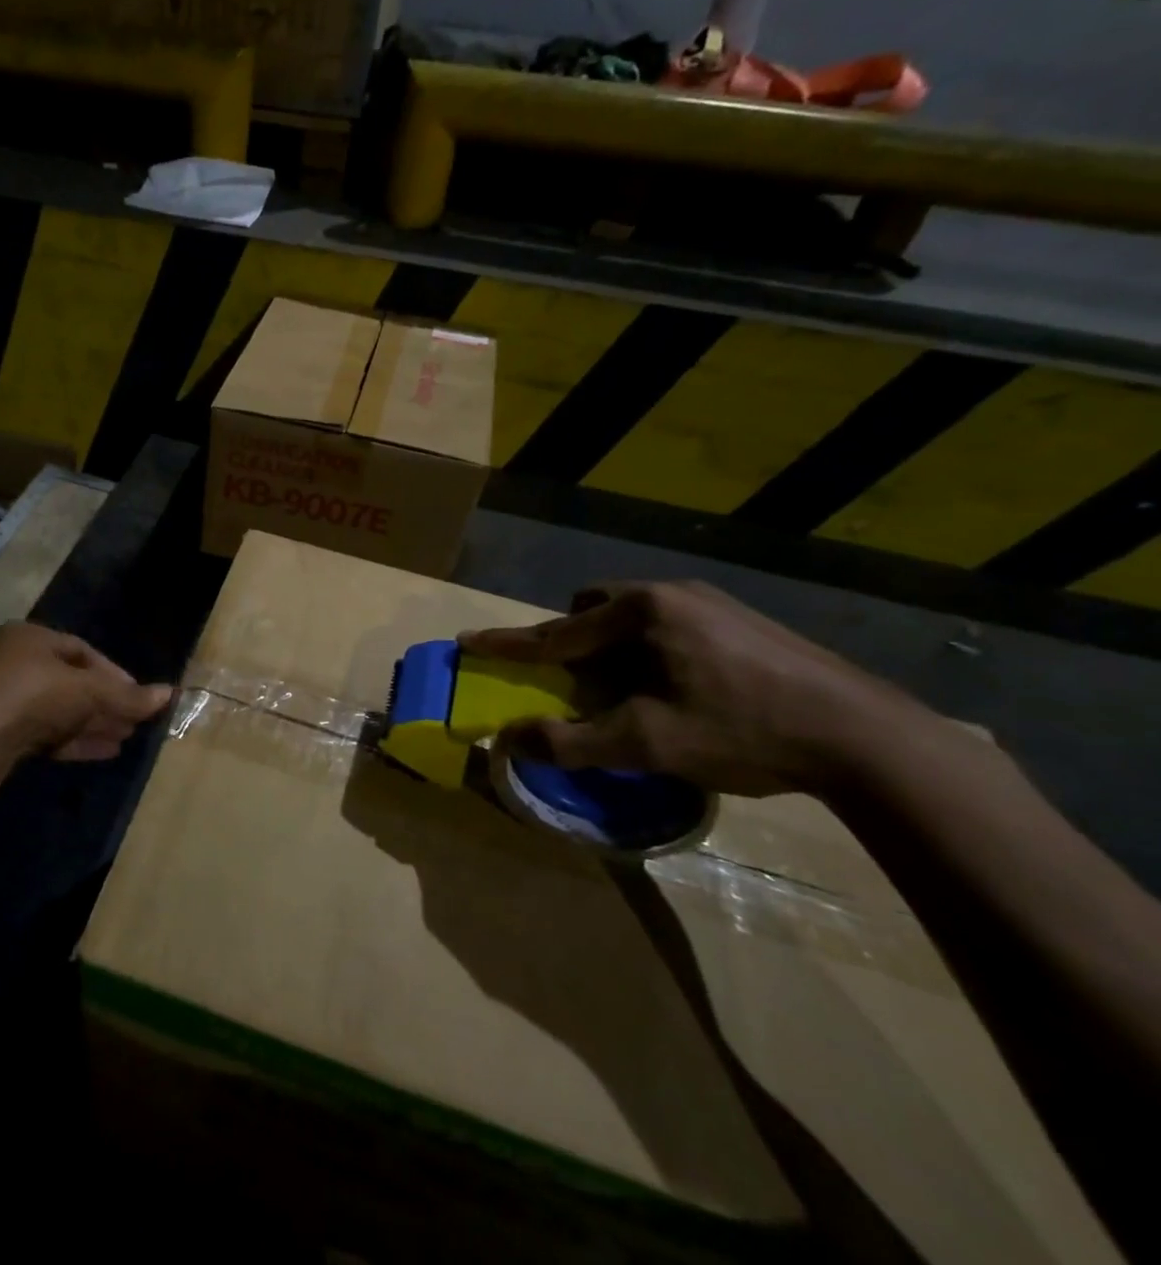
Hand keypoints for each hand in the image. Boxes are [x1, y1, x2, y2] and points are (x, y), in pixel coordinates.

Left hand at [0, 623, 171, 762]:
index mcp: (29, 637)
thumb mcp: (89, 692)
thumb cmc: (36, 695)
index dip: (114, 673)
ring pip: (60, 710)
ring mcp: (4, 700)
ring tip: (126, 738)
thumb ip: (129, 696)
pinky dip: (75, 740)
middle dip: (106, 702)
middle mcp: (13, 662)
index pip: (81, 651)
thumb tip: (171, 694)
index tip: (137, 694)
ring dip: (94, 723)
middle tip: (134, 719)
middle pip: (72, 683)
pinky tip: (105, 752)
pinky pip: (46, 733)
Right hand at [459, 581, 941, 796]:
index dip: (507, 644)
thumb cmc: (744, 731)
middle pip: (594, 610)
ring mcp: (713, 602)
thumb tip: (510, 740)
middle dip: (574, 643)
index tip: (467, 641)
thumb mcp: (648, 743)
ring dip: (615, 650)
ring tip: (635, 693)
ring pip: (634, 617)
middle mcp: (672, 593)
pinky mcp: (742, 620)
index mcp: (643, 611)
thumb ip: (572, 741)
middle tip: (580, 684)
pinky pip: (669, 625)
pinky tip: (683, 691)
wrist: (870, 739)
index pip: (557, 632)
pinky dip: (651, 652)